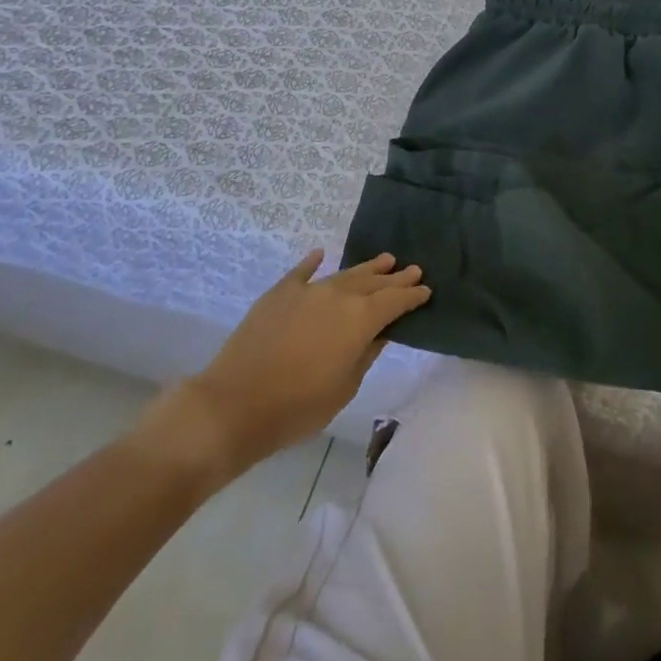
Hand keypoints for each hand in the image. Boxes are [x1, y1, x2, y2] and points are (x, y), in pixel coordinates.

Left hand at [132, 251, 430, 485]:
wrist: (235, 404)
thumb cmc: (297, 406)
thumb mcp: (345, 387)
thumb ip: (366, 354)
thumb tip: (380, 332)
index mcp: (360, 319)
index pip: (395, 301)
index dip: (413, 295)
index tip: (426, 290)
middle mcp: (339, 295)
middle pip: (373, 282)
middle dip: (395, 277)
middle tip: (413, 268)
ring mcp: (307, 290)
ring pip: (344, 274)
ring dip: (366, 268)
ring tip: (385, 259)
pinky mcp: (279, 293)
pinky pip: (302, 271)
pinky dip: (314, 262)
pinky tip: (321, 254)